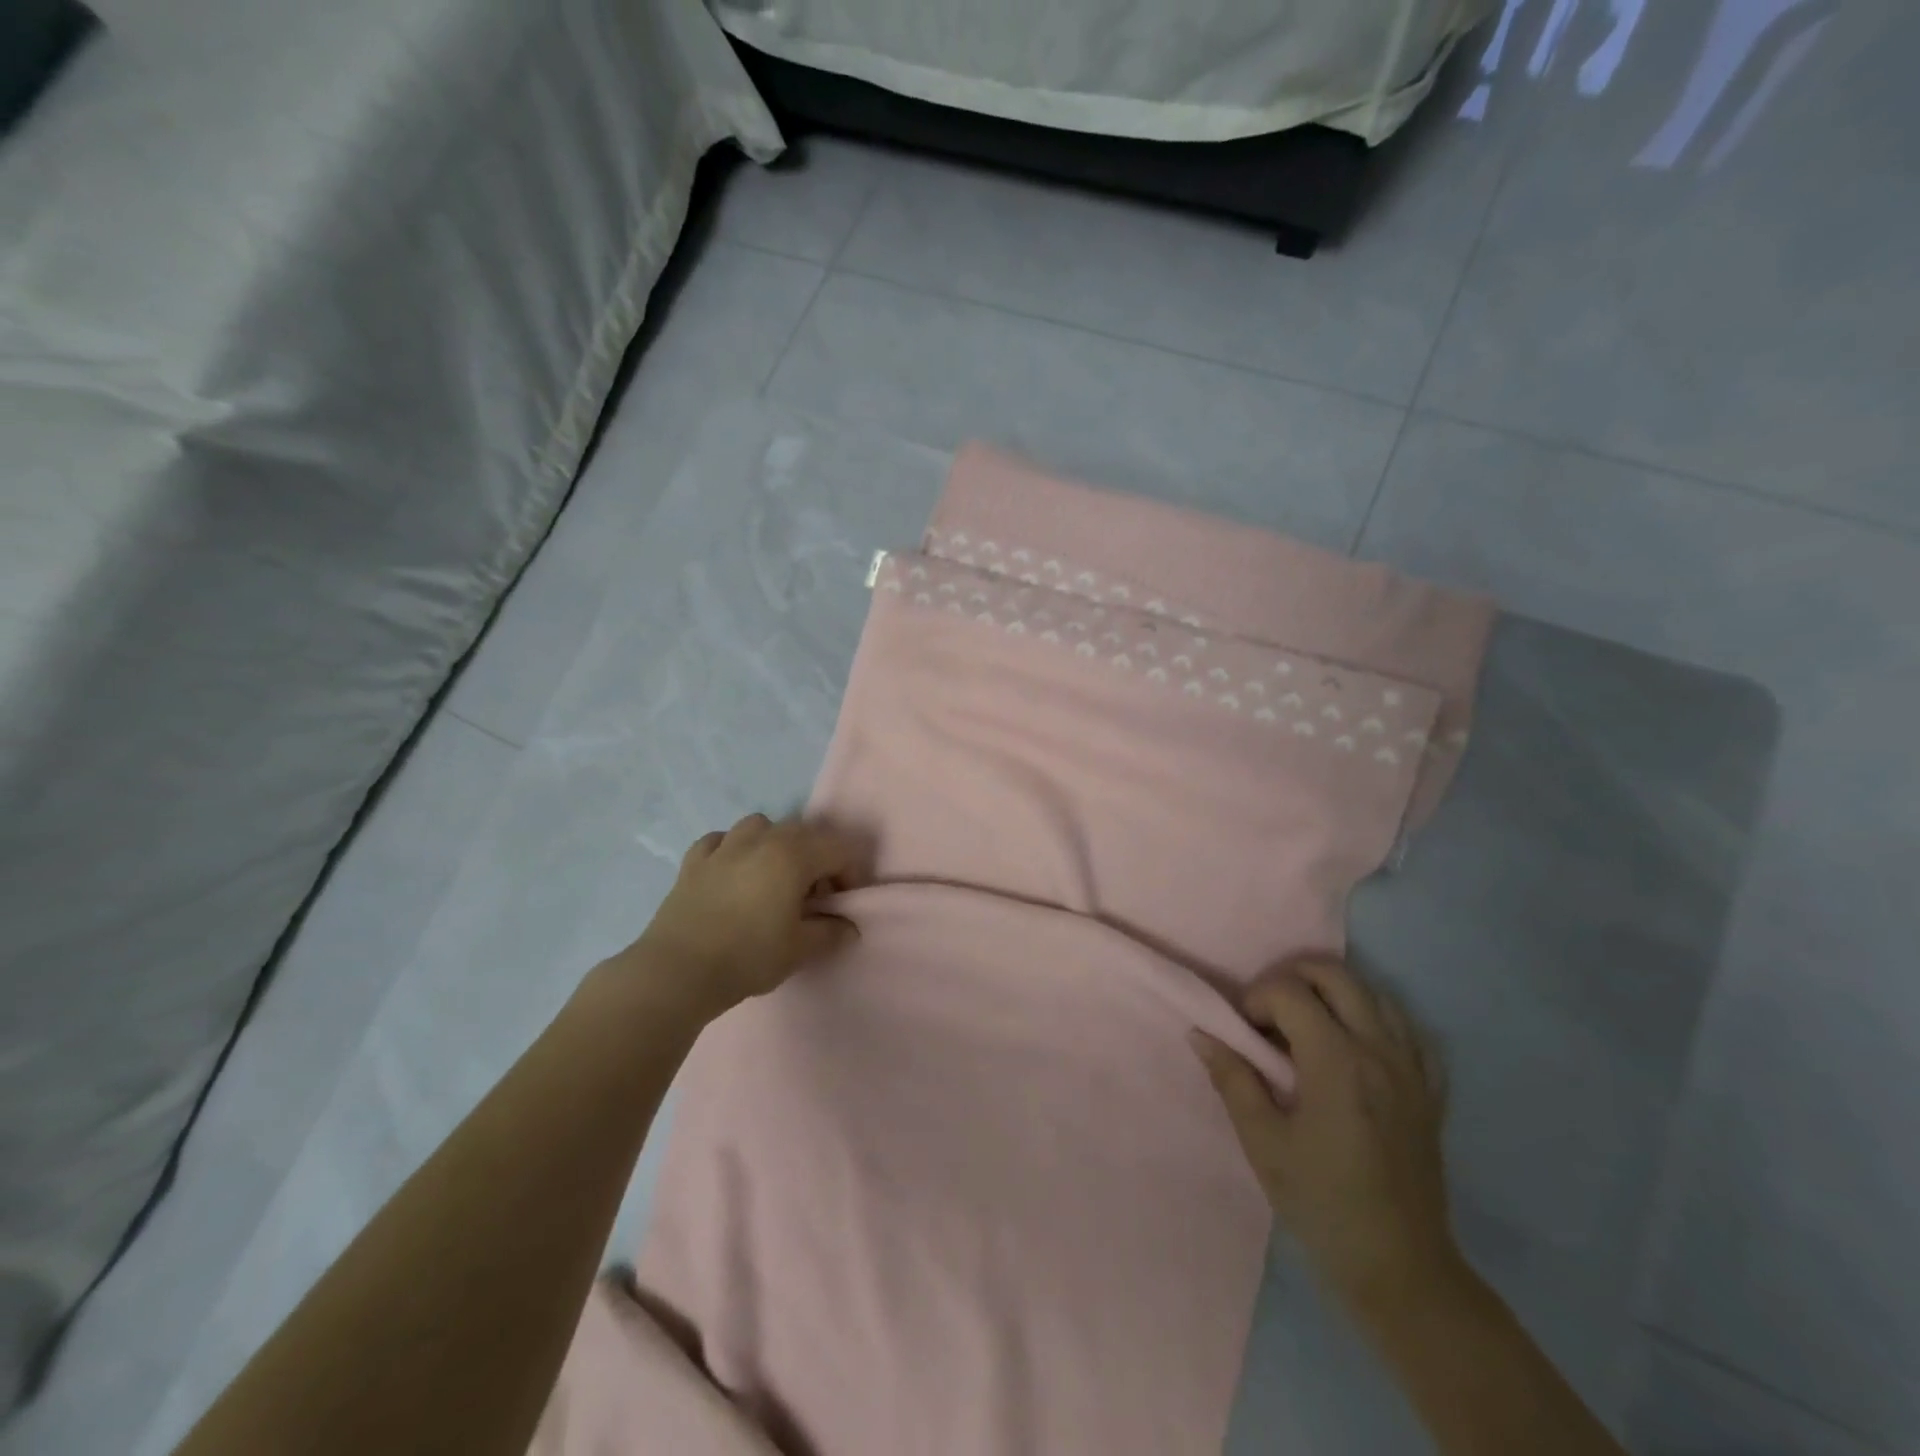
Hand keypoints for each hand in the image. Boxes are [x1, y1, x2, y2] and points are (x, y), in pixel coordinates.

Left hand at [625, 815, 867, 1014]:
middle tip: (814, 896)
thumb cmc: (748, 956)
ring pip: (761, 825)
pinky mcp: (694, 861)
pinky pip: (721, 840)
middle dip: (818, 858)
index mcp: (793, 855)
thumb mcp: (799, 950)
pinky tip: (732, 872)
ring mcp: (724, 846)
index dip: (849, 873)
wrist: (677, 971)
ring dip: (776, 844)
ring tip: (774, 876)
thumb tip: (849, 926)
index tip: (842, 902)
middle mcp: (761, 840)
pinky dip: (733, 849)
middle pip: (804, 831)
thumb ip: (831, 932)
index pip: (838, 848)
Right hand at [1191, 957, 1457, 1310]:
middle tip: (1270, 1014)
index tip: (1244, 1033)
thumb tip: (1201, 1034)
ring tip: (1308, 1026)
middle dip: (1293, 978)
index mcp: (1336, 1062)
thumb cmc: (1321, 1203)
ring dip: (1334, 994)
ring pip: (1374, 994)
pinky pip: (1409, 1031)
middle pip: (1335, 975)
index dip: (1256, 999)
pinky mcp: (1431, 1091)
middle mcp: (1378, 1051)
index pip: (1288, 992)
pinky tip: (1358, 1045)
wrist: (1400, 1267)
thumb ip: (1233, 1079)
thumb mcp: (1263, 1143)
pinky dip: (1378, 1021)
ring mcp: (1412, 1069)